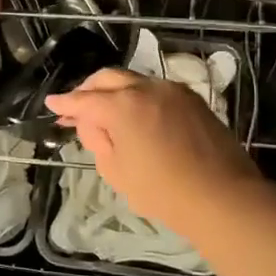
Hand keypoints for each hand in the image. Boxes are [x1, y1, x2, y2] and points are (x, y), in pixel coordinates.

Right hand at [44, 68, 273, 241]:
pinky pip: (155, 90)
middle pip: (108, 79)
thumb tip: (95, 123)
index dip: (65, 103)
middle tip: (76, 107)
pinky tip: (135, 114)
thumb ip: (98, 140)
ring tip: (105, 111)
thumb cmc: (163, 191)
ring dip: (115, 92)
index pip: (84, 100)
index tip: (52, 103)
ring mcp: (173, 90)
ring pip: (134, 81)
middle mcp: (146, 88)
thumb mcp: (116, 171)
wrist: (223, 196)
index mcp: (122, 105)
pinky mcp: (193, 99)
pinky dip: (138, 97)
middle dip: (88, 90)